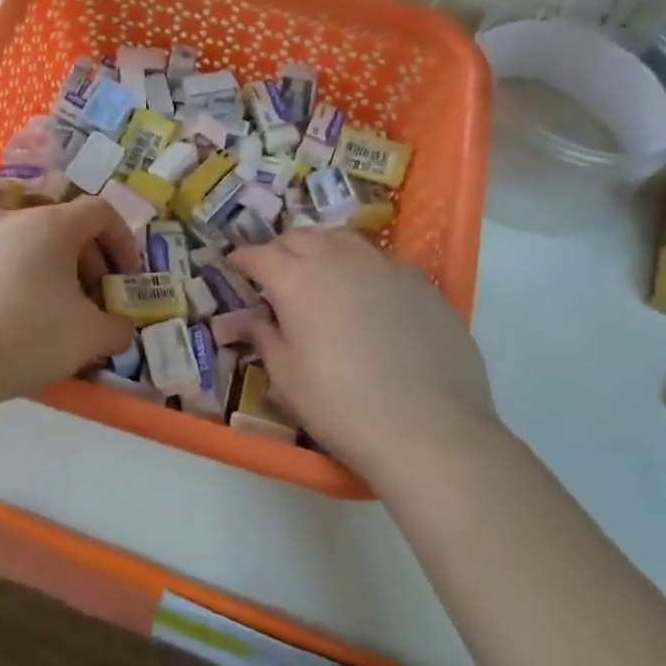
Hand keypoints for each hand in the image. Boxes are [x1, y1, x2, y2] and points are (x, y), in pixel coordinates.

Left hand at [0, 197, 140, 405]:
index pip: (99, 212)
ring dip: (27, 266)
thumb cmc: (25, 337)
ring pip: (5, 242)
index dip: (121, 241)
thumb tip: (118, 326)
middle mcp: (3, 218)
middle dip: (77, 259)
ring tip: (28, 307)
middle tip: (82, 299)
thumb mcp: (89, 338)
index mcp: (49, 225)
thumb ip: (115, 328)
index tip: (122, 277)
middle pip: (53, 225)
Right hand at [226, 228, 499, 481]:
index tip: (236, 265)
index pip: (261, 255)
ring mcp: (384, 266)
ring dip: (322, 248)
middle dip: (281, 249)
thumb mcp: (287, 378)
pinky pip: (379, 260)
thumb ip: (265, 338)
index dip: (244, 259)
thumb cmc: (341, 406)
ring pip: (343, 239)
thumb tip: (251, 320)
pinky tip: (366, 293)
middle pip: (301, 237)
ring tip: (318, 271)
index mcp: (296, 279)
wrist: (429, 428)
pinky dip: (360, 266)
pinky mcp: (420, 282)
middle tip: (274, 271)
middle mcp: (338, 259)